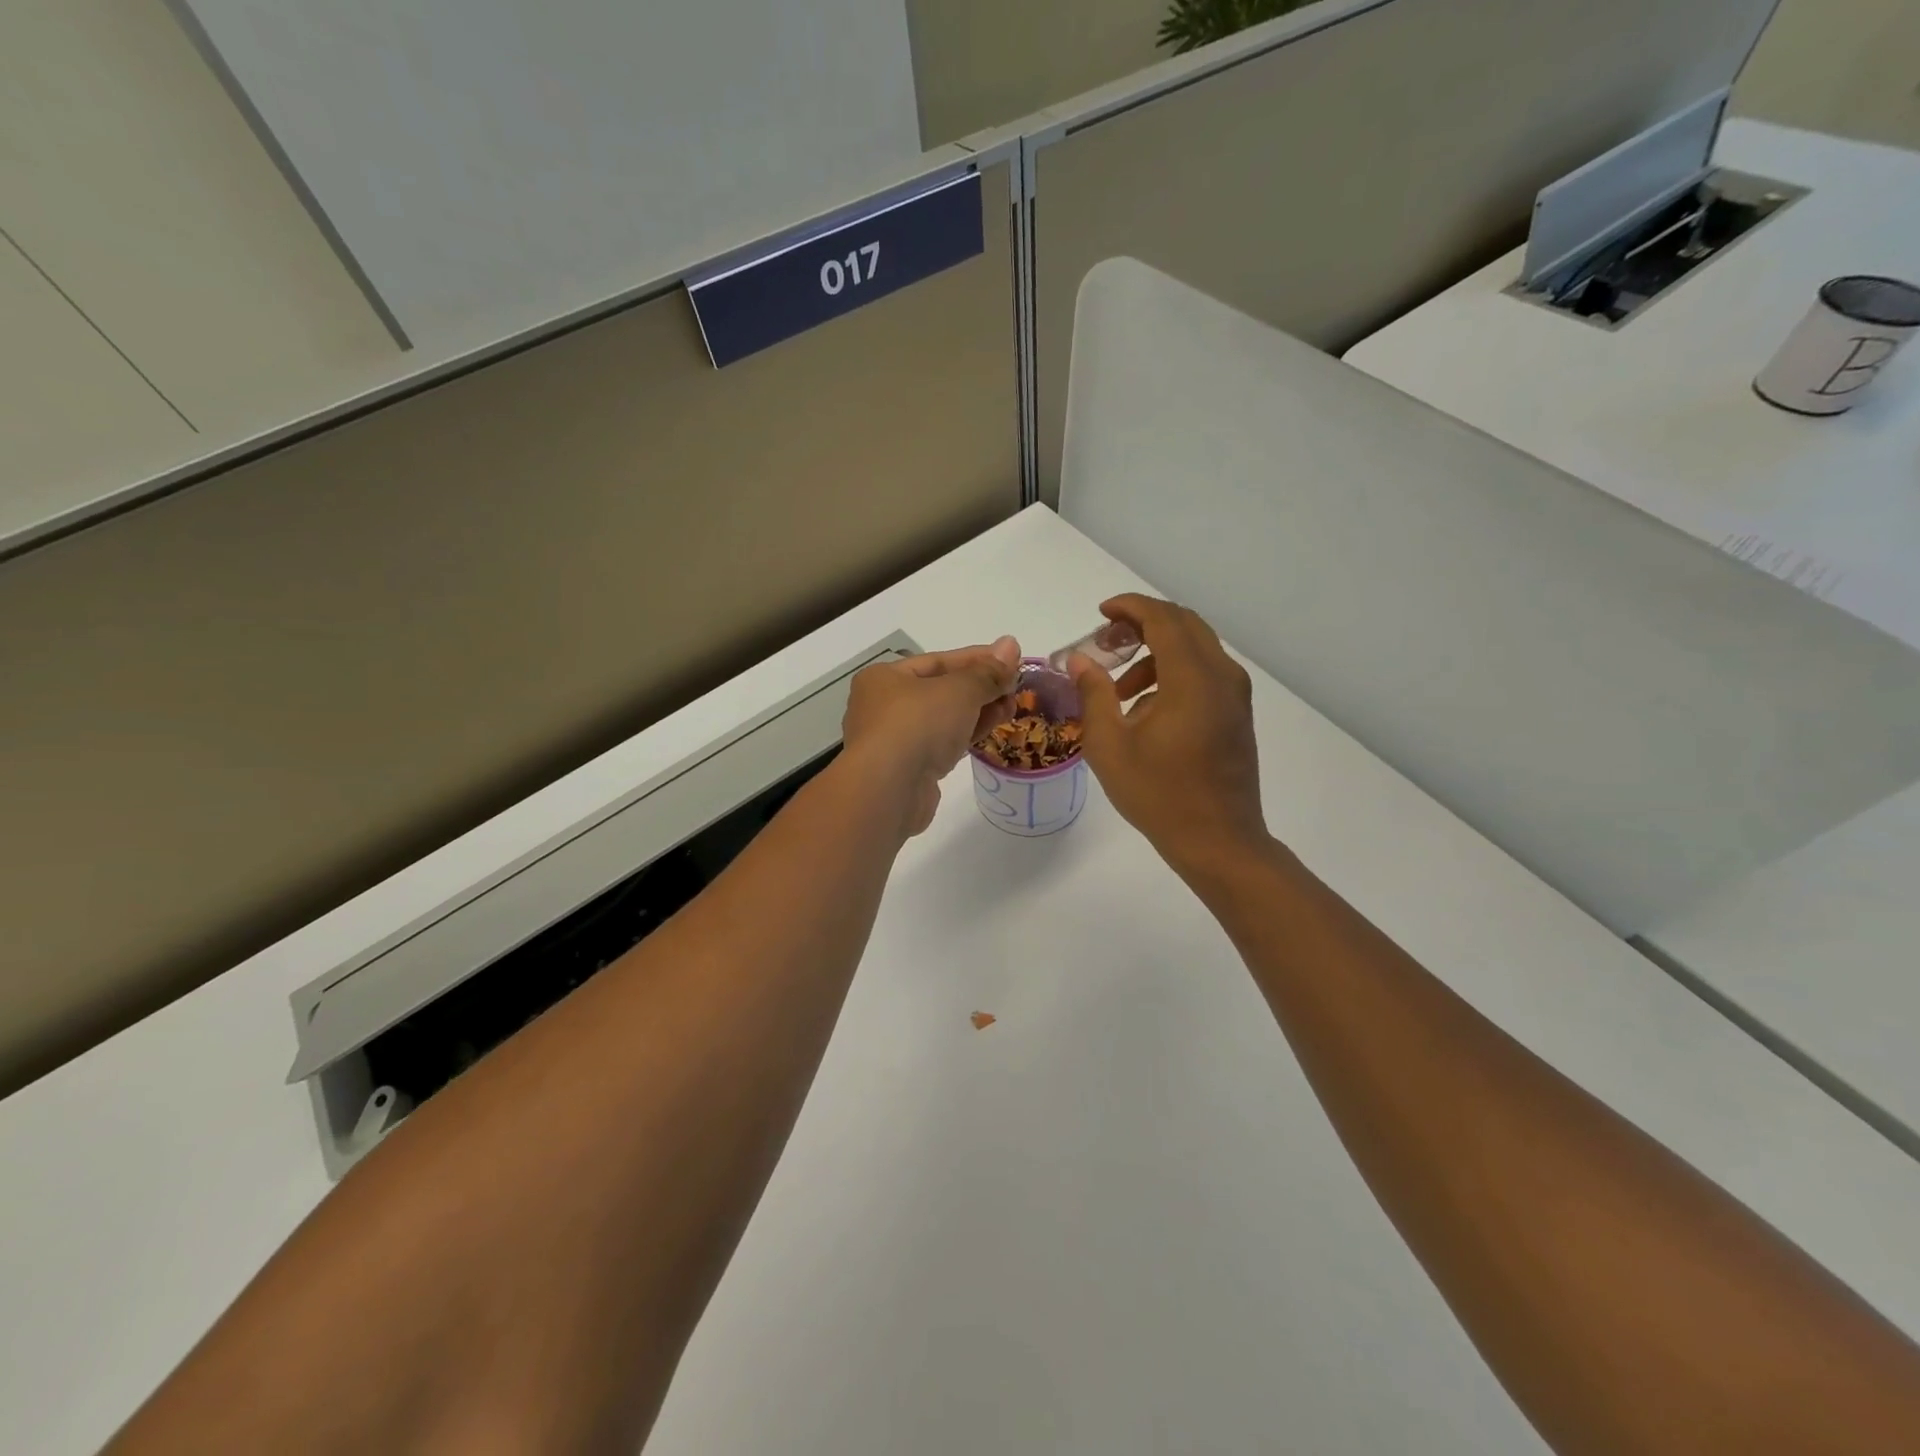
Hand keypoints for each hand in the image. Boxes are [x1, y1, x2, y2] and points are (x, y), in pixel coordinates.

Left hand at [842, 638, 1021, 836]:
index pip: (939, 660)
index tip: (1013, 659)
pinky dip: (965, 735)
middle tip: (1016, 688)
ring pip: (943, 719)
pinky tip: (990, 731)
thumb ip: (988, 671)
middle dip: (981, 687)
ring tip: (1011, 709)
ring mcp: (894, 740)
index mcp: (885, 677)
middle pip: (941, 690)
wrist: (888, 791)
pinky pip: (941, 744)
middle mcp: (883, 706)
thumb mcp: (959, 690)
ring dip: (978, 712)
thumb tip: (1011, 644)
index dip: (979, 658)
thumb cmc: (918, 725)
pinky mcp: (907, 770)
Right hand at [1068, 596, 1269, 878]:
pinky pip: (1205, 673)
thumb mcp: (1110, 746)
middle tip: (1106, 643)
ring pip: (1195, 649)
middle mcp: (1222, 676)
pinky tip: (1147, 710)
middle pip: (1184, 625)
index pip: (1163, 619)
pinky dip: (1174, 673)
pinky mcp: (1237, 713)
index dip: (1130, 608)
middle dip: (1142, 624)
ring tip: (1120, 689)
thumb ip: (1094, 694)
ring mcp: (1235, 695)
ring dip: (1156, 653)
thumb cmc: (1159, 794)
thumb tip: (1080, 660)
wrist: (1218, 841)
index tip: (1101, 613)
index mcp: (1192, 679)